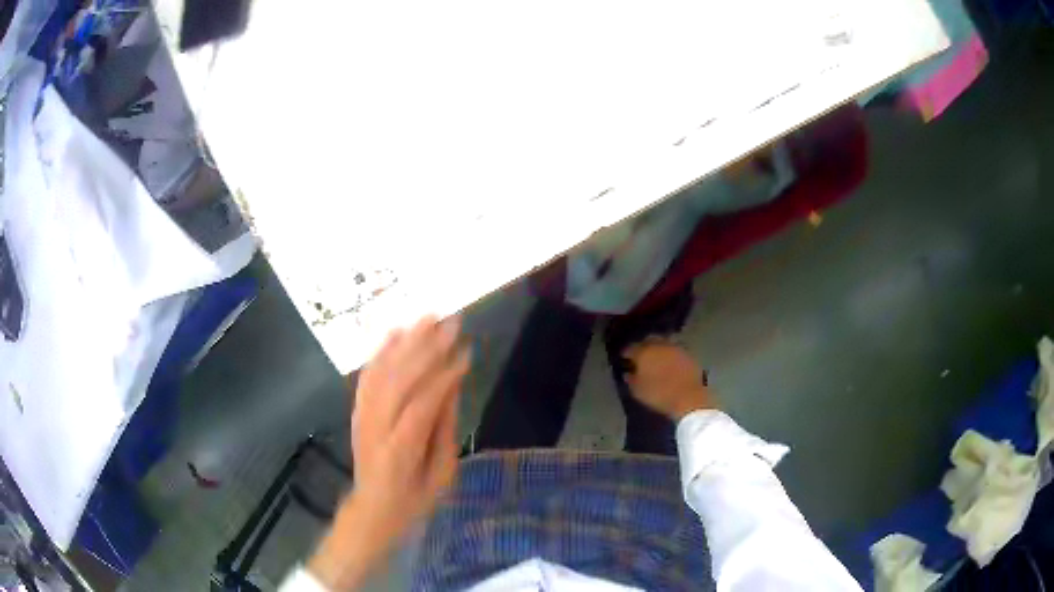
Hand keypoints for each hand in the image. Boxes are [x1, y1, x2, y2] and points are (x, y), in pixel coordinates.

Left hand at [309, 316, 469, 590]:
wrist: (373, 508)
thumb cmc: (415, 498)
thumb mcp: (441, 473)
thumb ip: (444, 429)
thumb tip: (452, 385)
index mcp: (400, 449)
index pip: (422, 403)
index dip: (445, 375)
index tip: (467, 351)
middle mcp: (376, 427)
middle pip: (400, 379)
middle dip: (427, 348)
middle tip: (451, 323)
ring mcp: (363, 416)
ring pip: (382, 372)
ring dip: (406, 342)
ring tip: (428, 318)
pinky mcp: (357, 411)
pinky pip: (367, 376)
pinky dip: (380, 352)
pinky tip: (395, 332)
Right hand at [623, 340, 712, 420]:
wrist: (689, 398)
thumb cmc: (659, 395)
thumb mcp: (638, 391)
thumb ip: (631, 380)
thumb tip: (628, 373)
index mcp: (644, 352)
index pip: (631, 348)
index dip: (626, 353)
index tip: (624, 358)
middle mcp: (660, 345)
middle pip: (648, 340)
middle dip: (643, 346)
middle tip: (640, 356)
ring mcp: (676, 348)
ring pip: (663, 343)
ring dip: (658, 349)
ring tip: (656, 358)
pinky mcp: (688, 354)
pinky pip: (675, 350)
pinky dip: (670, 355)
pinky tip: (670, 363)